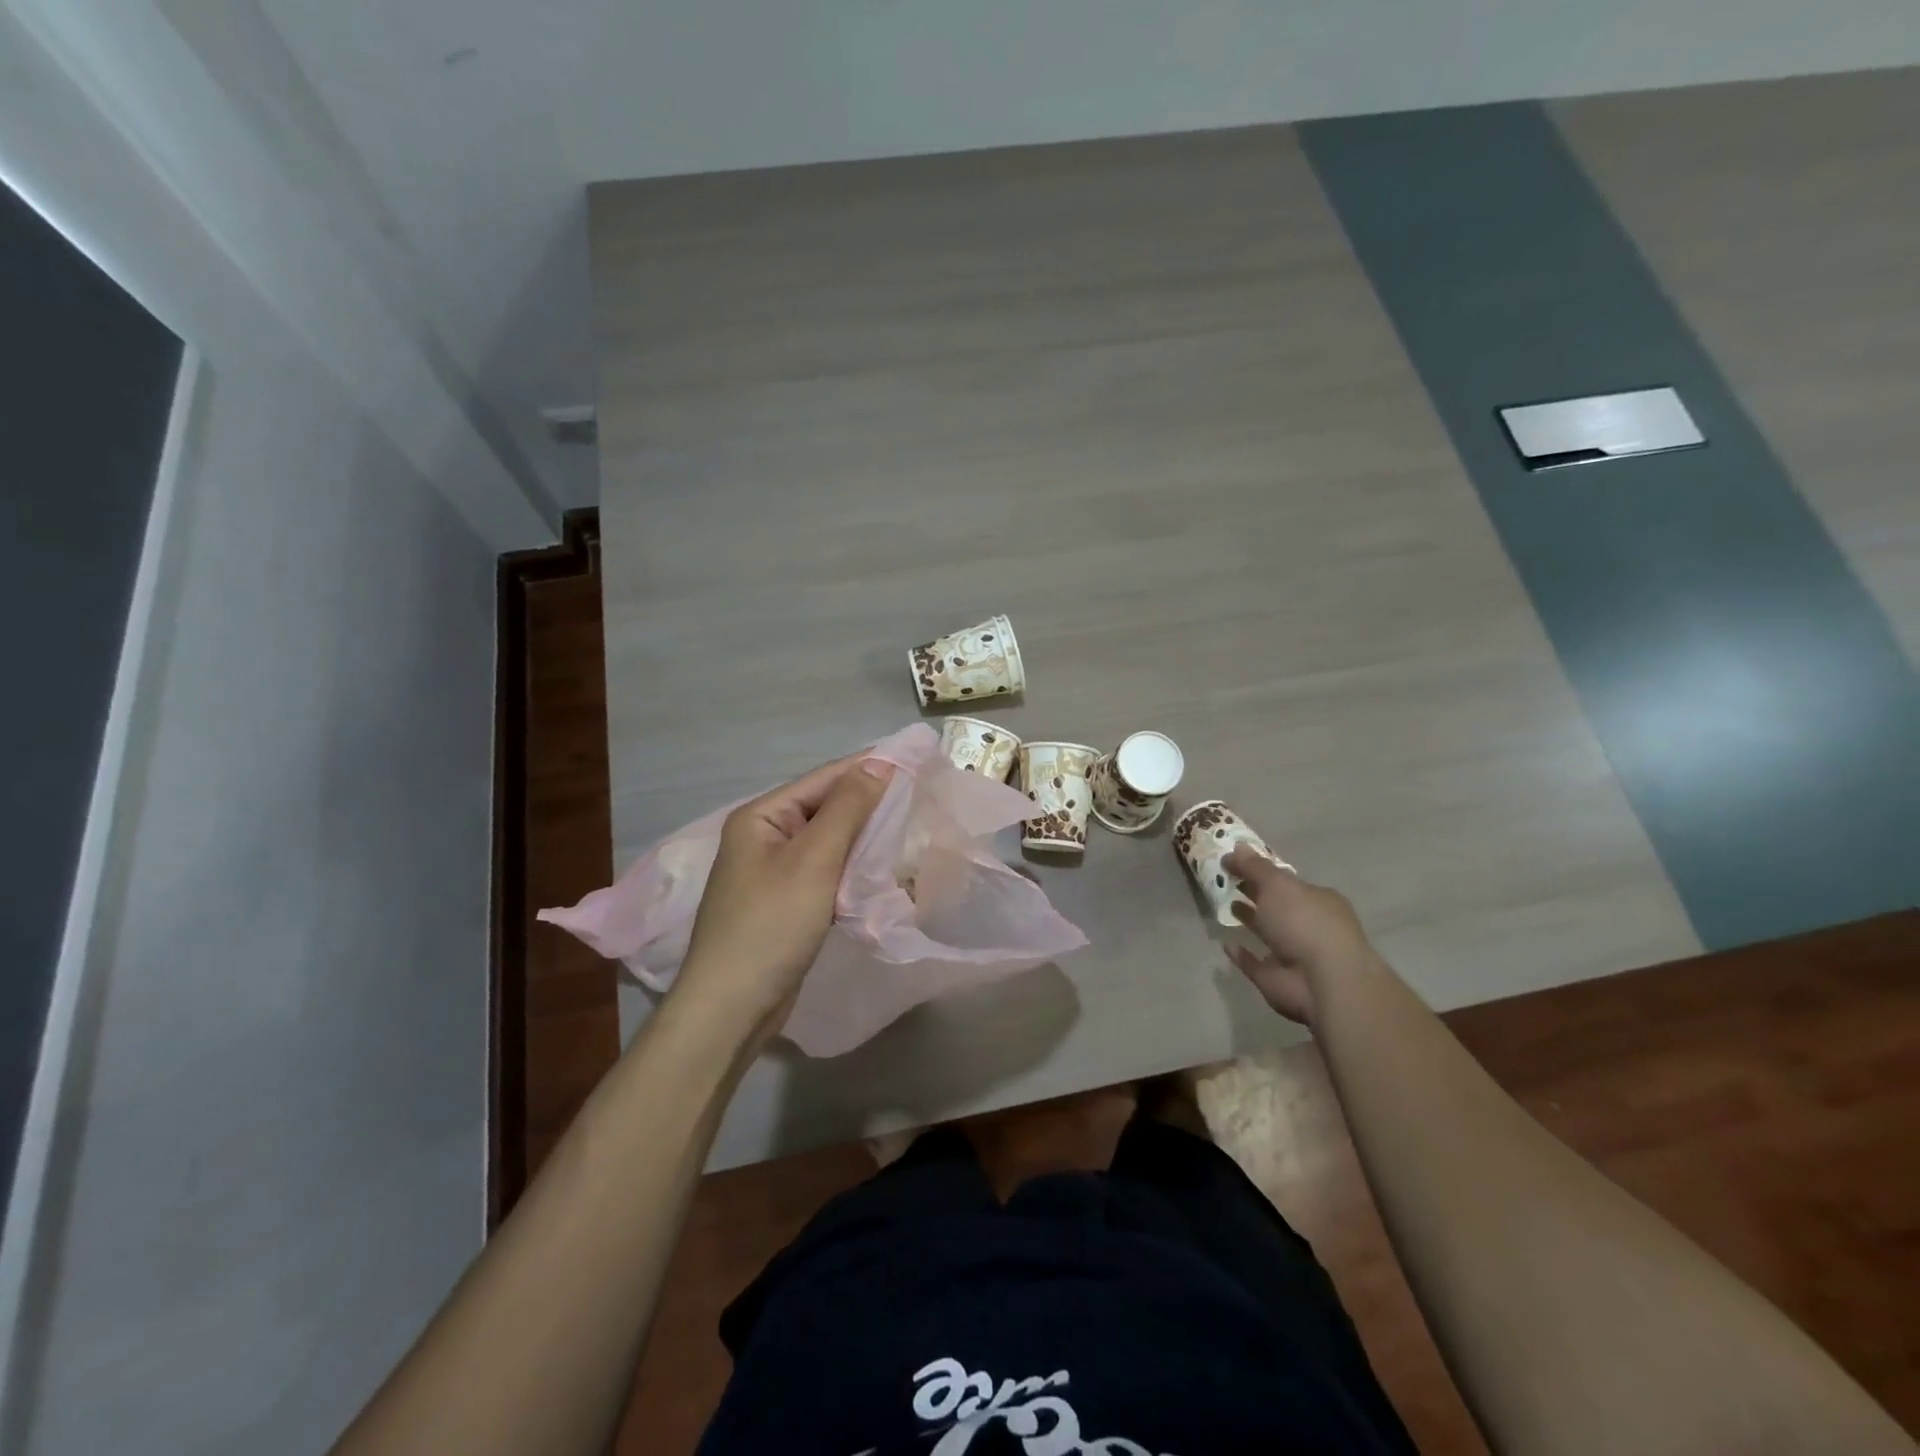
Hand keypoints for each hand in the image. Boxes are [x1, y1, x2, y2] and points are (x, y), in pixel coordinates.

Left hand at [669, 755, 894, 1051]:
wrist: (731, 1007)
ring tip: (908, 827)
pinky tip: (879, 869)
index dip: (868, 768)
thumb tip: (876, 763)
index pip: (823, 779)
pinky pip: (825, 871)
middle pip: (824, 808)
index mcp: (761, 817)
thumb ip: (846, 809)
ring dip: (863, 837)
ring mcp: (772, 872)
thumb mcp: (813, 860)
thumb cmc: (771, 925)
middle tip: (919, 795)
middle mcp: (763, 837)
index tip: (914, 760)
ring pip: (827, 842)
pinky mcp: (785, 903)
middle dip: (868, 803)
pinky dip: (851, 867)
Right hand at [1222, 847, 1376, 1025]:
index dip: (1262, 872)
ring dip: (1249, 919)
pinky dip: (1242, 955)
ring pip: (1268, 932)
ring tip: (1225, 905)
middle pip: (1278, 905)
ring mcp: (1294, 954)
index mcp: (1317, 900)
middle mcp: (1309, 925)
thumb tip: (1236, 847)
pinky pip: (1255, 963)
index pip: (1287, 882)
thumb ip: (1254, 866)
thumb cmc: (1304, 921)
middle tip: (1225, 880)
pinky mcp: (1278, 978)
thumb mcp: (1277, 884)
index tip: (1234, 864)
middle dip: (1255, 893)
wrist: (1322, 980)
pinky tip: (1227, 944)